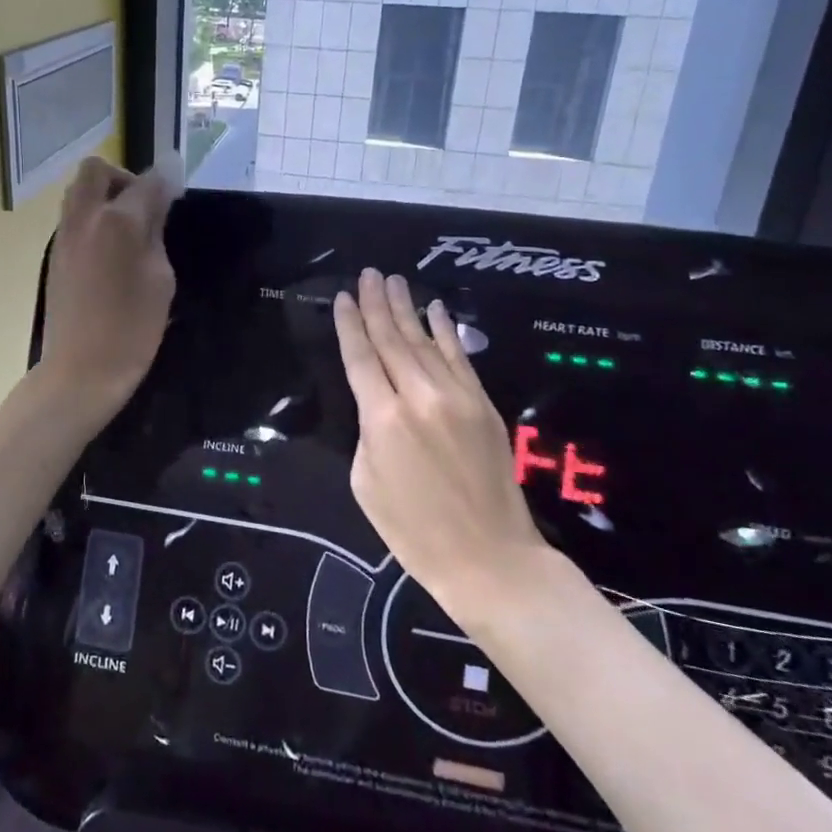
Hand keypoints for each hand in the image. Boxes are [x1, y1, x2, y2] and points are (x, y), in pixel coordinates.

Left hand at [36, 155, 178, 417]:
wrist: (80, 370)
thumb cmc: (132, 329)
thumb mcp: (160, 279)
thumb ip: (156, 232)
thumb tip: (158, 199)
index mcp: (118, 222)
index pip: (147, 182)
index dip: (167, 179)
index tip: (179, 187)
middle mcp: (85, 218)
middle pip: (97, 169)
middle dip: (123, 177)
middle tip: (144, 206)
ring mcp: (64, 235)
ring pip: (79, 191)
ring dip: (104, 196)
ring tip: (128, 230)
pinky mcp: (54, 255)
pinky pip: (72, 217)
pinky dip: (92, 218)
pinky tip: (110, 252)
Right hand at [334, 269, 547, 621]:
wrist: (488, 557)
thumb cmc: (413, 530)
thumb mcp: (366, 482)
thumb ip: (367, 431)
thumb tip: (377, 404)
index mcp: (383, 418)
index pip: (360, 357)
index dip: (350, 325)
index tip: (343, 297)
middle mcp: (420, 396)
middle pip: (392, 339)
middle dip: (377, 305)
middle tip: (368, 274)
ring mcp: (457, 397)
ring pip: (425, 341)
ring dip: (407, 309)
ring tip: (393, 281)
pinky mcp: (483, 404)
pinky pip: (460, 357)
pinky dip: (446, 331)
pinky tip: (436, 310)